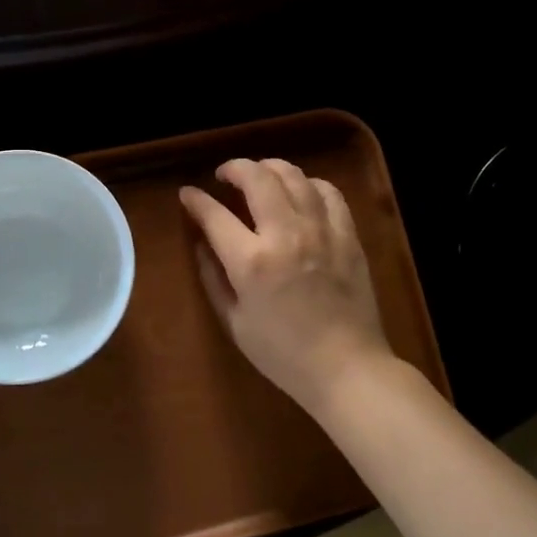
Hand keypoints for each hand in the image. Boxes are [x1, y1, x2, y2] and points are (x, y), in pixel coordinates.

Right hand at [179, 157, 392, 412]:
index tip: (188, 194)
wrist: (347, 368)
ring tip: (259, 175)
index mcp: (251, 262)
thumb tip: (201, 244)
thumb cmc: (283, 355)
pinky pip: (328, 192)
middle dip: (234, 168)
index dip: (196, 200)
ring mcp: (322, 231)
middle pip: (257, 178)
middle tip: (224, 175)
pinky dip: (309, 184)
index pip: (215, 215)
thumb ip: (213, 278)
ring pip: (294, 176)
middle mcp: (286, 235)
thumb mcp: (235, 323)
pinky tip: (301, 191)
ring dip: (270, 168)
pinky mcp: (348, 235)